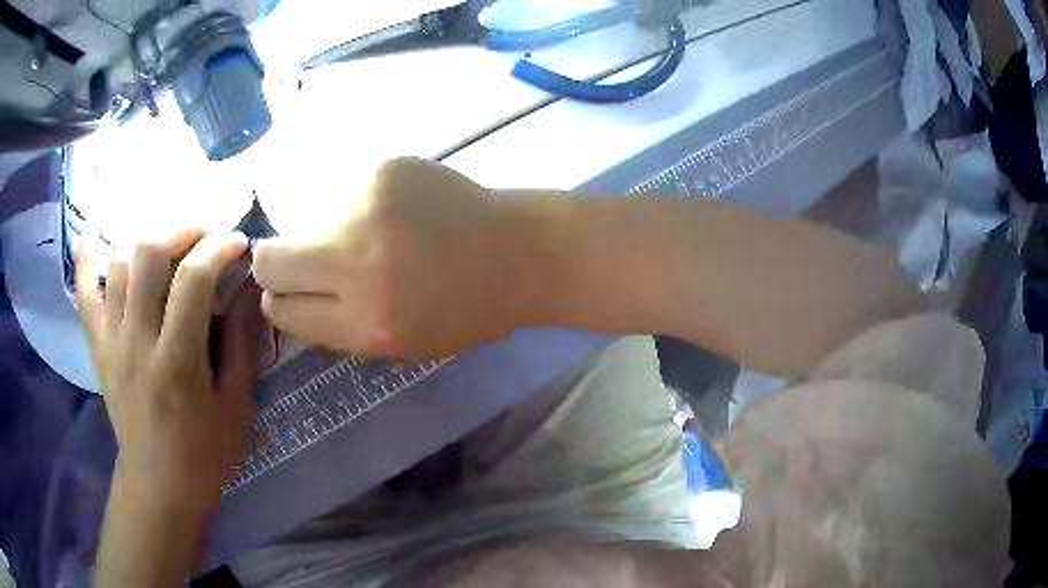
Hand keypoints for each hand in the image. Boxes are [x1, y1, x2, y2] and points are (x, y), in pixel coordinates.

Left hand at [76, 229, 262, 515]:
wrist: (159, 485)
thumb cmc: (205, 452)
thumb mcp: (237, 405)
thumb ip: (241, 342)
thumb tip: (249, 286)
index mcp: (177, 361)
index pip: (193, 279)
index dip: (218, 248)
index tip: (238, 242)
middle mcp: (137, 340)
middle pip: (148, 254)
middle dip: (182, 230)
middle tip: (204, 236)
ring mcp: (111, 340)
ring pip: (119, 263)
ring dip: (147, 241)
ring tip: (169, 247)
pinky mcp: (97, 346)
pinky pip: (84, 292)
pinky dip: (85, 257)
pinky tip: (94, 231)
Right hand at [252, 157, 534, 357]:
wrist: (519, 252)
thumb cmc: (463, 310)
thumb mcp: (397, 345)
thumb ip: (334, 324)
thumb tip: (284, 297)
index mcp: (365, 323)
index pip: (279, 310)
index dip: (283, 302)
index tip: (297, 293)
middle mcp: (357, 263)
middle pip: (269, 259)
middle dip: (278, 266)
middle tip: (309, 263)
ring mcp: (366, 206)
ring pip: (302, 221)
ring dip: (324, 232)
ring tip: (371, 237)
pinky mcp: (380, 169)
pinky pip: (337, 193)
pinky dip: (352, 206)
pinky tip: (392, 212)